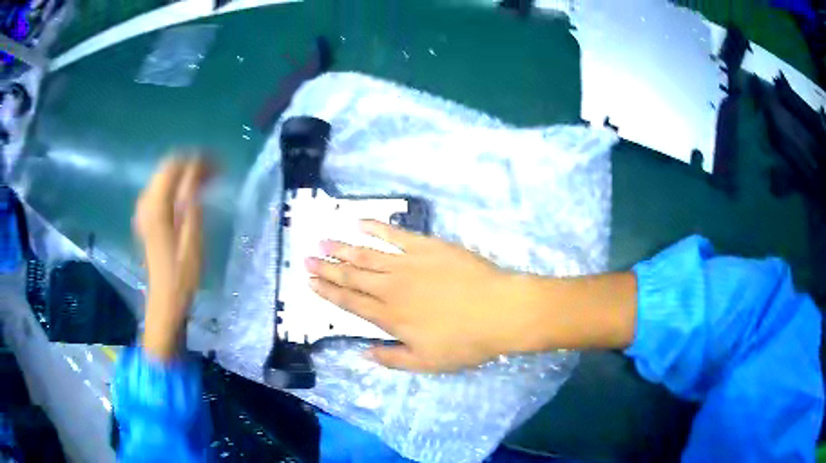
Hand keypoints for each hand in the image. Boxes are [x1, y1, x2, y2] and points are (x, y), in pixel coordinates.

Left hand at [134, 156, 211, 360]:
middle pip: (166, 168)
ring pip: (162, 177)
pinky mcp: (146, 220)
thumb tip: (195, 176)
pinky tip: (187, 194)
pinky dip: (175, 185)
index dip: (196, 161)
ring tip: (206, 180)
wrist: (164, 300)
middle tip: (215, 172)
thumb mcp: (191, 241)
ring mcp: (144, 211)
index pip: (174, 167)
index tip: (218, 165)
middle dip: (191, 164)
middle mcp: (146, 203)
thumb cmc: (181, 275)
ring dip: (184, 173)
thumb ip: (191, 204)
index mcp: (157, 207)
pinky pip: (159, 190)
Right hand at [305, 220, 542, 371]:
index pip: (350, 302)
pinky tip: (360, 222)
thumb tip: (362, 353)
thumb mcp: (427, 362)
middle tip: (307, 258)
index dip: (328, 291)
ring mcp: (408, 263)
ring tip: (323, 240)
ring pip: (367, 254)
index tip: (310, 281)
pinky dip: (376, 228)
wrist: (499, 310)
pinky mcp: (426, 246)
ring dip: (343, 248)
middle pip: (352, 276)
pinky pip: (395, 234)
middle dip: (327, 267)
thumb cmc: (466, 341)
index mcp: (389, 316)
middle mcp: (391, 288)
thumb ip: (391, 358)